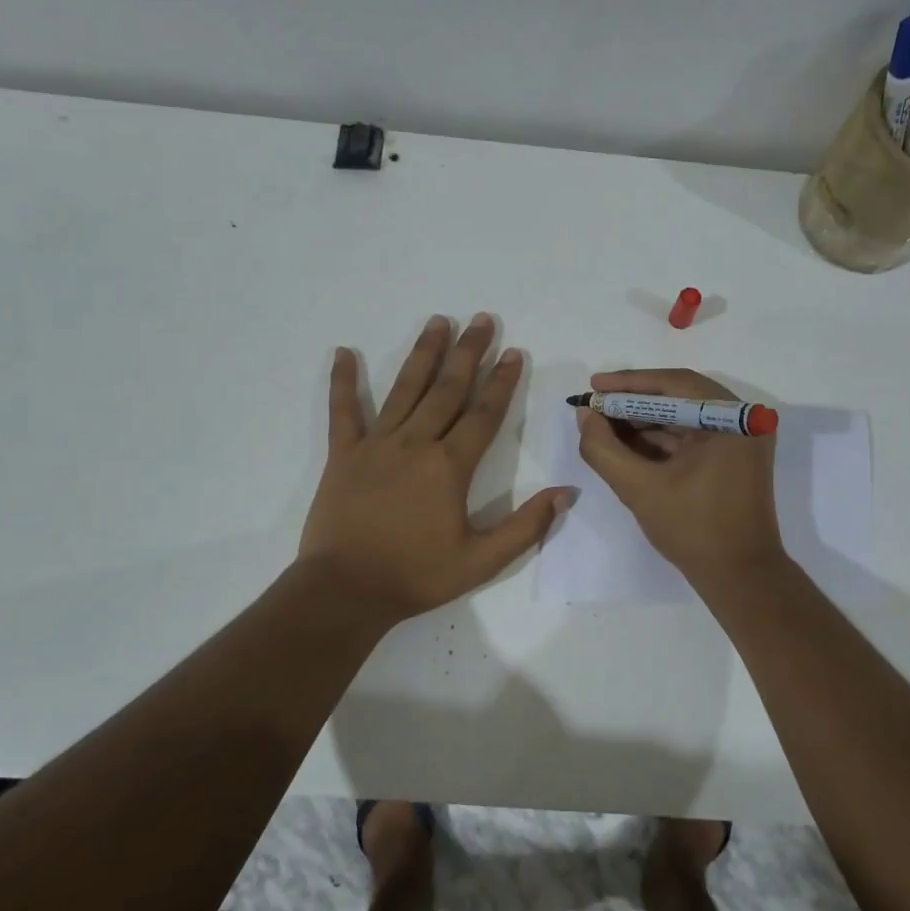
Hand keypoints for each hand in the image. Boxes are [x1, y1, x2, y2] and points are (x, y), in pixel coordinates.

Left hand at [300, 313, 570, 621]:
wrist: (346, 591)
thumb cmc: (416, 576)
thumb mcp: (482, 561)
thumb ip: (526, 526)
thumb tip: (566, 492)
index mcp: (449, 467)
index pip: (484, 414)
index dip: (502, 381)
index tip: (513, 351)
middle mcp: (415, 443)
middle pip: (447, 389)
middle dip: (468, 352)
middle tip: (482, 319)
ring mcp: (376, 445)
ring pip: (404, 389)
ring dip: (423, 353)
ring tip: (438, 321)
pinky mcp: (343, 455)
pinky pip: (343, 411)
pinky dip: (343, 381)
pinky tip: (343, 352)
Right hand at [576, 368, 784, 583]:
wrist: (740, 577)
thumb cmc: (693, 529)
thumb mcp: (639, 488)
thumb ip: (604, 449)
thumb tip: (586, 415)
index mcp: (732, 419)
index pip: (674, 384)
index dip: (629, 383)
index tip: (593, 386)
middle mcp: (742, 421)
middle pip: (679, 398)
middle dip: (633, 403)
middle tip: (595, 406)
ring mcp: (740, 440)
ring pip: (683, 418)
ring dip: (643, 422)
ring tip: (602, 425)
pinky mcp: (732, 459)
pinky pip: (691, 437)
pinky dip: (659, 440)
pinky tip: (626, 444)